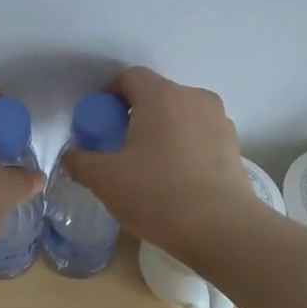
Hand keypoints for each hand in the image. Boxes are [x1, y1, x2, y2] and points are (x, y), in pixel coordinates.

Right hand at [60, 67, 262, 262]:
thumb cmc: (158, 194)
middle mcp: (194, 98)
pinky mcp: (234, 146)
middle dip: (134, 116)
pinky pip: (199, 137)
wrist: (222, 229)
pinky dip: (184, 148)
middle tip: (119, 149)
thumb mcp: (105, 180)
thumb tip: (71, 156)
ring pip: (180, 116)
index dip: (108, 96)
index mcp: (161, 96)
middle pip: (156, 96)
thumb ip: (81, 162)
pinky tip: (175, 180)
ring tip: (149, 167)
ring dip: (162, 132)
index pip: (129, 78)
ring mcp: (219, 121)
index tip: (99, 124)